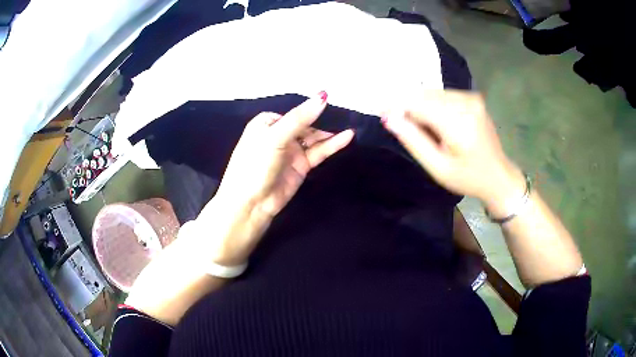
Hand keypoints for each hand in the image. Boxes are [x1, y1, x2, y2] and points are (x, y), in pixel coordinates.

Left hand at [198, 92, 354, 264]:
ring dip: (331, 133)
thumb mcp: (275, 137)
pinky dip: (332, 145)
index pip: (294, 112)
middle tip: (346, 114)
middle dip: (324, 120)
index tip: (332, 101)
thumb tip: (323, 96)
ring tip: (351, 125)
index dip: (311, 109)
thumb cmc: (255, 165)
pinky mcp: (301, 165)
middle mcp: (280, 134)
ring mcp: (291, 151)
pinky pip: (319, 151)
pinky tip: (347, 137)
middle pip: (306, 124)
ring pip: (314, 138)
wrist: (251, 204)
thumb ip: (299, 118)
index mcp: (267, 123)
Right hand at [382, 90, 524, 214]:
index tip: (382, 114)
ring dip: (420, 105)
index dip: (397, 106)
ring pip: (433, 93)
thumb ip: (413, 140)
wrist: (498, 176)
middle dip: (408, 106)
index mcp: (459, 123)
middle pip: (425, 95)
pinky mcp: (473, 97)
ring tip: (421, 128)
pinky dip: (433, 104)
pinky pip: (444, 95)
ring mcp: (472, 98)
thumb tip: (389, 118)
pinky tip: (435, 121)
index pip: (418, 104)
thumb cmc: (468, 178)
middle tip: (400, 124)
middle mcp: (466, 103)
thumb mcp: (438, 167)